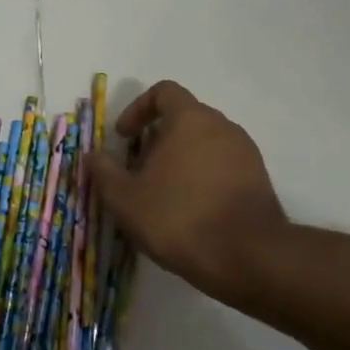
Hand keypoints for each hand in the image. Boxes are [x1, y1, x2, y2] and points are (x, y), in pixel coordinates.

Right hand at [90, 80, 287, 306]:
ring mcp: (245, 153)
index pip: (163, 92)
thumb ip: (103, 171)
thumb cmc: (178, 217)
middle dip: (156, 139)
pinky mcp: (258, 180)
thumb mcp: (124, 197)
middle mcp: (223, 127)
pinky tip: (188, 210)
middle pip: (184, 118)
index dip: (137, 109)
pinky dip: (201, 177)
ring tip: (161, 194)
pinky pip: (222, 166)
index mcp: (190, 120)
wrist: (247, 257)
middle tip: (137, 171)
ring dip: (178, 160)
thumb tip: (91, 155)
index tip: (123, 138)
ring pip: (204, 143)